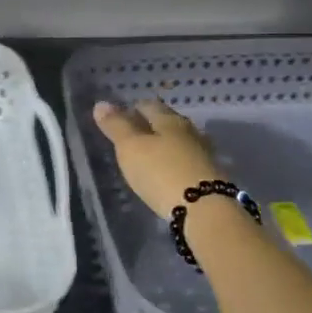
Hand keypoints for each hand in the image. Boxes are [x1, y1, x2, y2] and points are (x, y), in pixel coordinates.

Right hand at [92, 99, 224, 214]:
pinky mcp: (210, 176)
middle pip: (167, 122)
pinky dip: (175, 163)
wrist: (204, 209)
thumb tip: (101, 103)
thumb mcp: (130, 147)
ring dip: (165, 145)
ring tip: (149, 155)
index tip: (121, 116)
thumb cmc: (161, 172)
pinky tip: (167, 172)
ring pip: (180, 142)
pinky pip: (188, 161)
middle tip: (133, 136)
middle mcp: (190, 131)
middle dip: (151, 126)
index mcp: (169, 120)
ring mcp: (203, 154)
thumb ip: (116, 126)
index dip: (133, 108)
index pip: (149, 105)